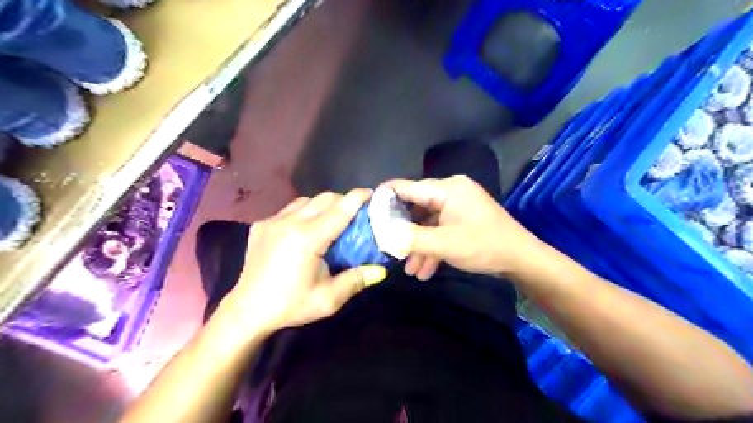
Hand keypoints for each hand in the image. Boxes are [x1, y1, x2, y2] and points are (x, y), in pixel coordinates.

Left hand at [220, 190, 388, 334]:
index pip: (340, 209)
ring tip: (330, 221)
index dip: (358, 198)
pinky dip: (303, 212)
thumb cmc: (291, 305)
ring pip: (306, 200)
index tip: (372, 194)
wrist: (247, 311)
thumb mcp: (328, 298)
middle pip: (324, 198)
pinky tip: (304, 230)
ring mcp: (273, 221)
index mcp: (308, 238)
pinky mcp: (261, 225)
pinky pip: (289, 210)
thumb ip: (356, 280)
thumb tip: (381, 270)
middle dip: (343, 201)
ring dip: (322, 205)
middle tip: (355, 214)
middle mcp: (289, 222)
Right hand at [384, 175, 544, 281]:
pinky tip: (424, 270)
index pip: (407, 187)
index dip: (385, 198)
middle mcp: (450, 192)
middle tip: (388, 247)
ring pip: (428, 223)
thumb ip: (410, 238)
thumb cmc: (483, 246)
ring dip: (418, 245)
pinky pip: (440, 229)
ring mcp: (457, 206)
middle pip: (416, 207)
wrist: (521, 259)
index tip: (367, 212)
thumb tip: (382, 234)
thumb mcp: (443, 244)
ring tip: (409, 269)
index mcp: (446, 189)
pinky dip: (432, 247)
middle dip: (403, 231)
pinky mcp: (462, 219)